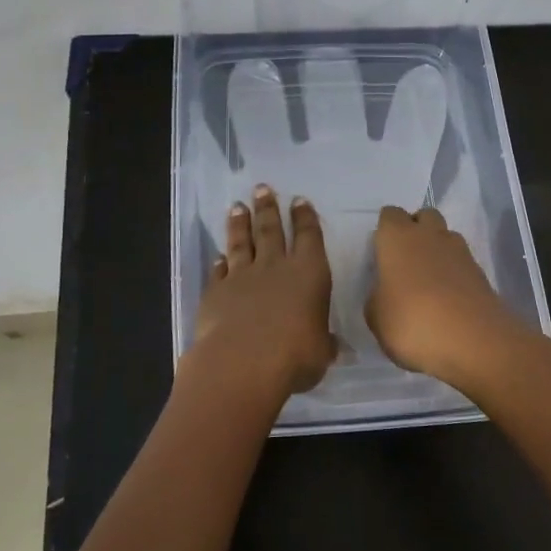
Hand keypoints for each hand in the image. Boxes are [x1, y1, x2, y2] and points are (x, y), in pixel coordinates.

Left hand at [191, 185, 334, 397]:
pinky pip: (219, 271)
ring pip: (241, 243)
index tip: (298, 200)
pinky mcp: (216, 292)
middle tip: (261, 188)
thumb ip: (324, 343)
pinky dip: (219, 262)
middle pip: (271, 230)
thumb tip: (334, 346)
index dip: (304, 217)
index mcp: (309, 273)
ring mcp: (242, 277)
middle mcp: (275, 267)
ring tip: (237, 206)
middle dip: (268, 208)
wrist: (242, 363)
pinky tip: (218, 256)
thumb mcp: (321, 352)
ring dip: (240, 224)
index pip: (308, 237)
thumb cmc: (295, 356)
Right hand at [365, 205, 544, 395]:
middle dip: (415, 231)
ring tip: (427, 282)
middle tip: (404, 262)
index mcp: (398, 237)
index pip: (390, 215)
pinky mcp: (481, 273)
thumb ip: (377, 297)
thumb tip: (386, 292)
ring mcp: (460, 252)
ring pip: (446, 236)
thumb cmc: (412, 323)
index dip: (384, 231)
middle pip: (423, 216)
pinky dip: (454, 273)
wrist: (474, 343)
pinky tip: (447, 300)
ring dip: (437, 250)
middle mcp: (430, 235)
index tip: (380, 254)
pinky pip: (462, 262)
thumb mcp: (376, 318)